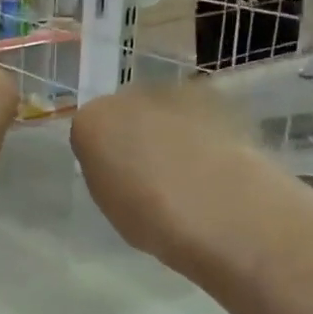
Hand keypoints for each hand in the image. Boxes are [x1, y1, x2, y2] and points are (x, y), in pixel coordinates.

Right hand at [70, 82, 260, 279]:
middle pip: (129, 111)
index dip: (106, 154)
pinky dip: (207, 133)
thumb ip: (108, 173)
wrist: (221, 211)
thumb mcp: (110, 204)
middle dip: (139, 133)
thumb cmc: (152, 220)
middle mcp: (129, 96)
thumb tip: (123, 165)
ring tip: (192, 172)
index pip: (90, 130)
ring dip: (174, 130)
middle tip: (155, 173)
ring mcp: (177, 93)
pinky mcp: (220, 99)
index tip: (120, 180)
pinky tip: (218, 165)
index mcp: (92, 122)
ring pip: (167, 111)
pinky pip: (202, 117)